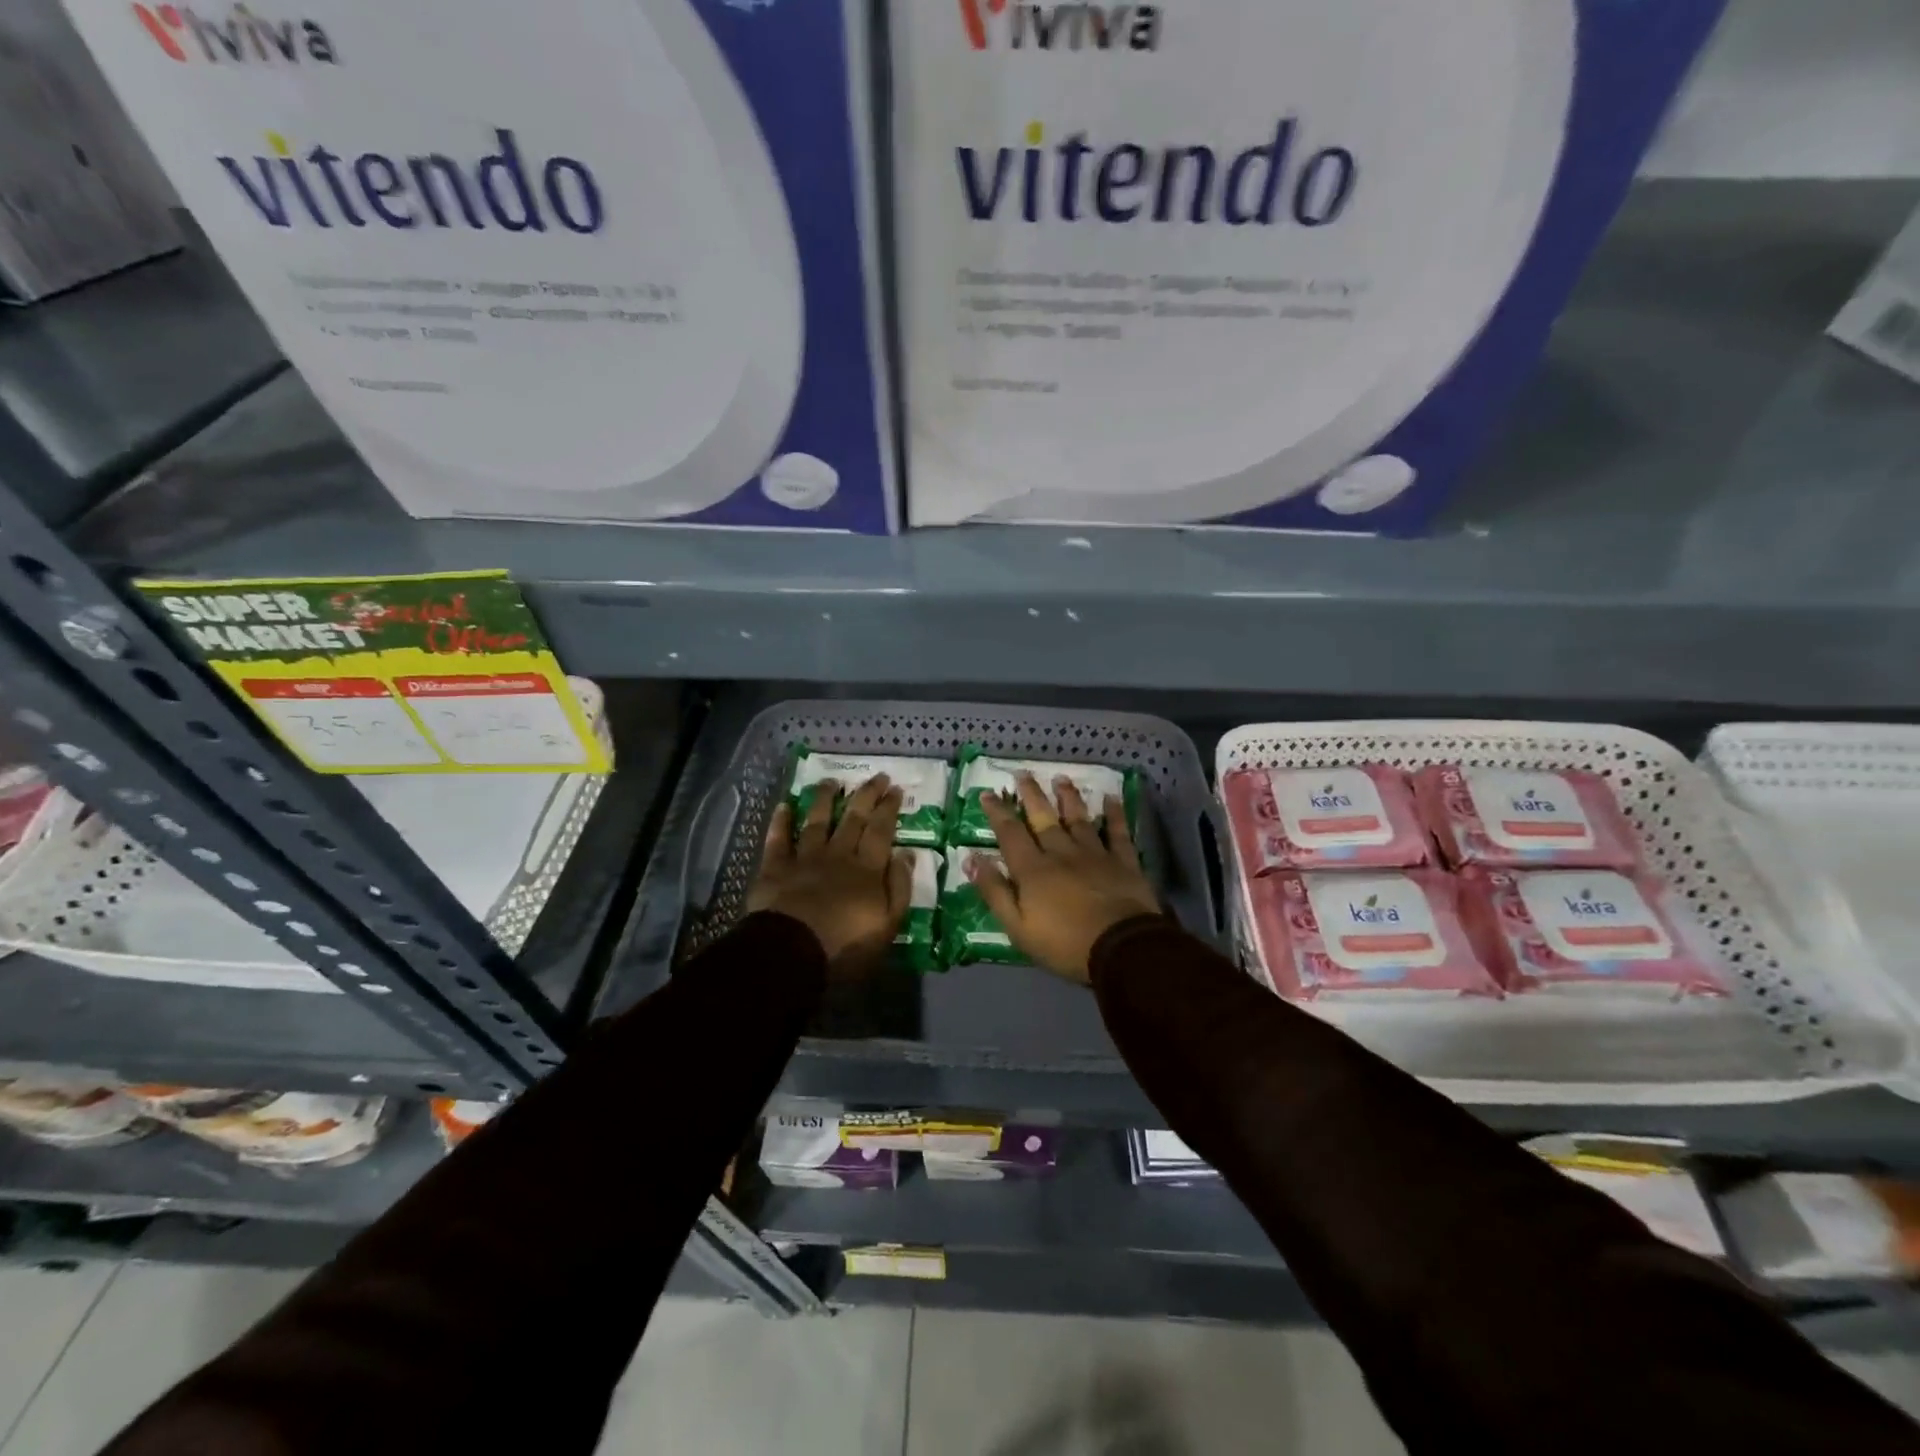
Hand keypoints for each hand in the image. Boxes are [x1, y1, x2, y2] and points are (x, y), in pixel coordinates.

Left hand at [747, 774, 910, 979]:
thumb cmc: (845, 946)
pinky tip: (784, 805)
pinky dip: (781, 821)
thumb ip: (899, 887)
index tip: (895, 788)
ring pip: (817, 821)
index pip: (882, 830)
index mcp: (866, 869)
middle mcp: (838, 855)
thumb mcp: (887, 925)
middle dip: (866, 795)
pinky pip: (778, 839)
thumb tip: (907, 853)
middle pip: (854, 818)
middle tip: (876, 776)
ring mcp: (804, 858)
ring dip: (825, 799)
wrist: (791, 953)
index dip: (889, 808)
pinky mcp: (775, 868)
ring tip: (832, 781)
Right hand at [969, 773, 1160, 983]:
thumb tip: (971, 859)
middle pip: (1043, 818)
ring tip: (1061, 778)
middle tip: (1023, 773)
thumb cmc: (1064, 943)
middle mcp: (1062, 853)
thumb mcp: (1017, 926)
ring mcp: (1095, 854)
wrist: (1121, 949)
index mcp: (1033, 869)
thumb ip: (994, 891)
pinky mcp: (1123, 862)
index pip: (1010, 833)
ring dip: (1068, 797)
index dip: (998, 812)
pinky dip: (1115, 814)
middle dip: (1031, 795)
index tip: (988, 793)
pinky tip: (1112, 798)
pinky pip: (1118, 832)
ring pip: (1078, 818)